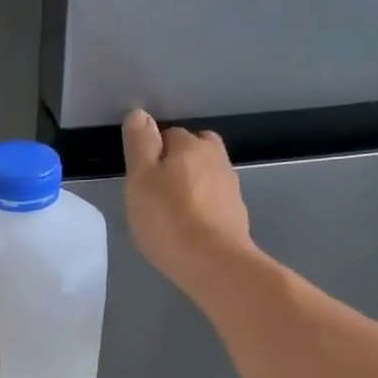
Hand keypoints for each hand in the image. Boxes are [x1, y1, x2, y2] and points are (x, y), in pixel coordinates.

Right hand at [121, 109, 255, 296]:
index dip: (153, 152)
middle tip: (158, 190)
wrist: (214, 263)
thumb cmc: (169, 219)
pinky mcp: (237, 216)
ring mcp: (231, 188)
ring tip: (173, 212)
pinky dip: (204, 208)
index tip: (141, 177)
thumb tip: (140, 114)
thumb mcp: (140, 179)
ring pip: (207, 176)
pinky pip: (215, 202)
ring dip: (193, 186)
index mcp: (192, 145)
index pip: (169, 134)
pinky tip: (191, 228)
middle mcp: (217, 159)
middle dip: (179, 162)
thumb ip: (140, 144)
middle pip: (195, 150)